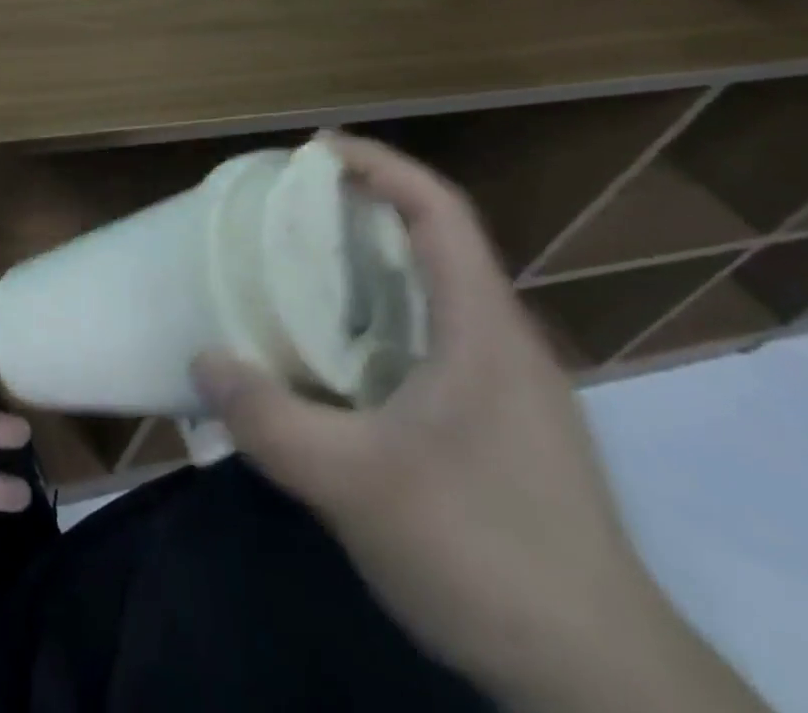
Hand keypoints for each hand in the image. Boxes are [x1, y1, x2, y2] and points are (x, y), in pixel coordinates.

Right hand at [191, 134, 687, 706]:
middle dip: (362, 210)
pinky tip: (336, 362)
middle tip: (290, 209)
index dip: (380, 164)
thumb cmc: (486, 554)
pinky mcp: (501, 431)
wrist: (604, 687)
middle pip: (435, 244)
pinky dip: (379, 323)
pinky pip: (431, 343)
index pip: (439, 211)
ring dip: (369, 269)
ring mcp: (508, 391)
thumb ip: (270, 420)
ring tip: (300, 272)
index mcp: (483, 328)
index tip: (316, 148)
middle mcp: (502, 343)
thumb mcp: (356, 484)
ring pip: (433, 297)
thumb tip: (204, 361)